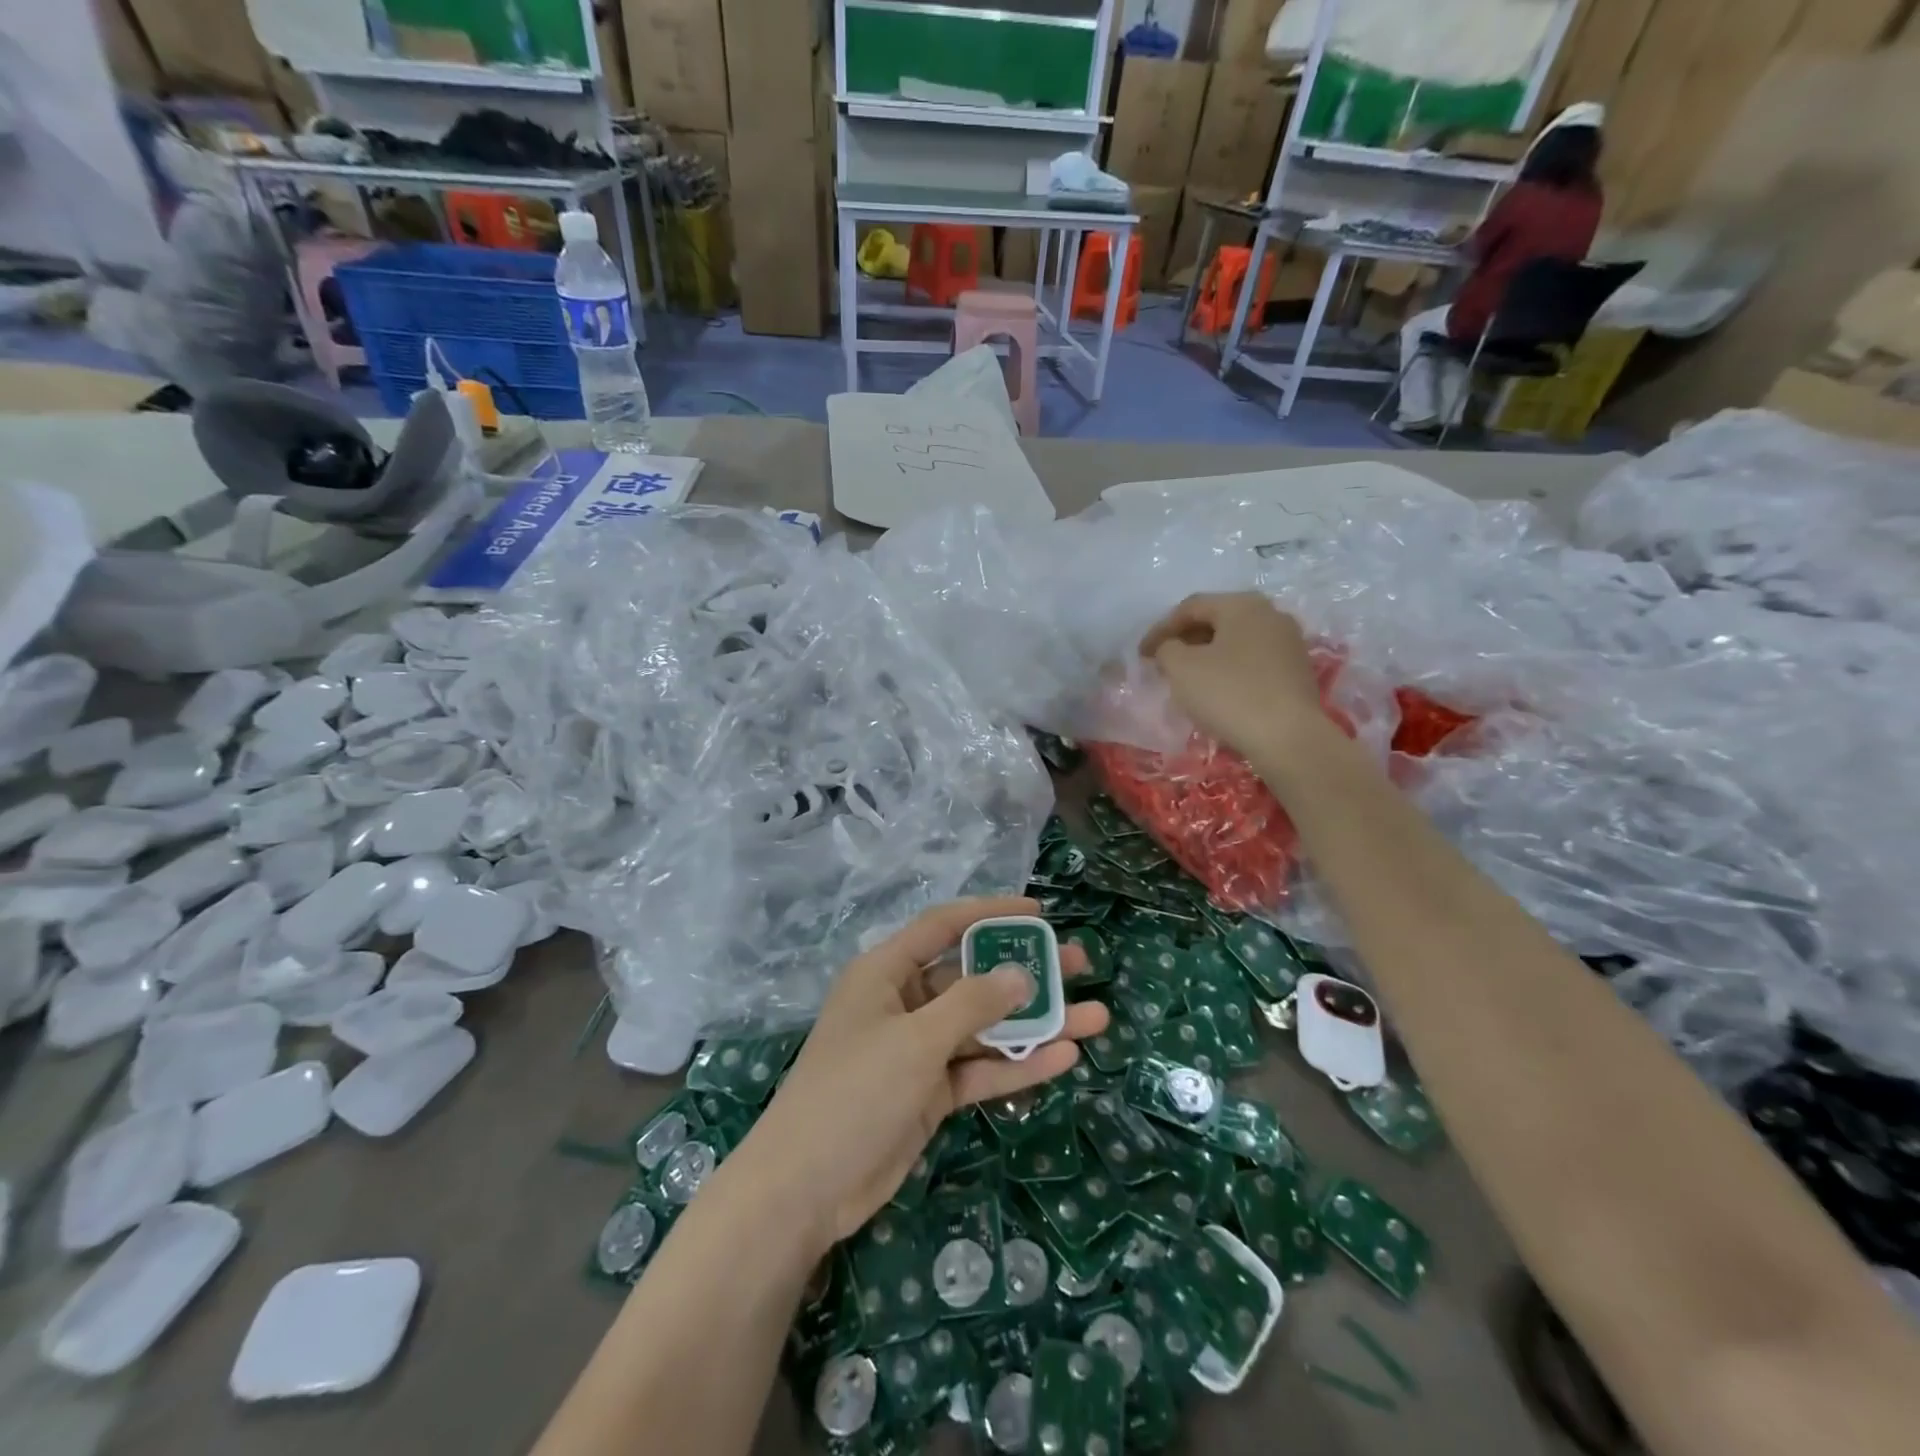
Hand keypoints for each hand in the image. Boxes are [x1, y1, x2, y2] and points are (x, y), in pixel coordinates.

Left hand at [735, 896, 1108, 1257]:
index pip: (944, 926)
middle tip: (1081, 965)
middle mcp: (905, 1003)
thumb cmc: (855, 1092)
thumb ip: (972, 1004)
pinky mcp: (929, 1093)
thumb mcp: (916, 1040)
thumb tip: (1021, 974)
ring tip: (1094, 1017)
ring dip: (1035, 1025)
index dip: (990, 914)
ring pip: (985, 1028)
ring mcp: (919, 1050)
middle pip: (974, 978)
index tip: (1039, 913)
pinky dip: (1016, 1066)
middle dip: (1026, 973)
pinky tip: (1064, 1059)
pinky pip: (979, 1070)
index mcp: (887, 972)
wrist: (805, 1189)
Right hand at [1140, 592, 1326, 758]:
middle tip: (1162, 664)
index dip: (1160, 629)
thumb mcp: (1181, 667)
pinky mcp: (1296, 670)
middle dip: (1185, 640)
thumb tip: (1171, 648)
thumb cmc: (1228, 693)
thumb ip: (1166, 649)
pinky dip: (1228, 669)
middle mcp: (1270, 614)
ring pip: (1235, 641)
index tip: (1141, 654)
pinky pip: (1252, 661)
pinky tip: (1216, 691)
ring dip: (1206, 656)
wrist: (1287, 737)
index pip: (1190, 607)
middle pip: (1216, 620)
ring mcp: (1288, 642)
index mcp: (1242, 605)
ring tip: (1186, 679)